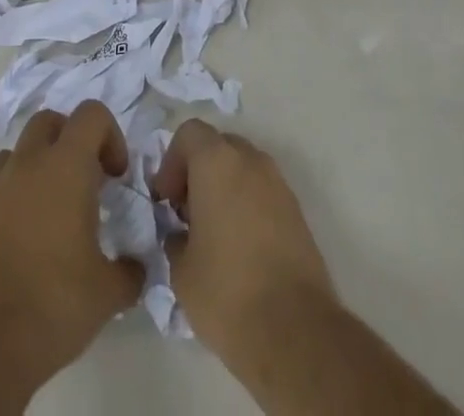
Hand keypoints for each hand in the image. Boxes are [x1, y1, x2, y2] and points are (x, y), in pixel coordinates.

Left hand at [0, 101, 144, 392]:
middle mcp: (29, 163)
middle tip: (87, 183)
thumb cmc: (52, 304)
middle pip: (51, 121)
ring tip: (54, 209)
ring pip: (21, 150)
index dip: (111, 136)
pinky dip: (17, 194)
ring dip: (41, 164)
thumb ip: (130, 271)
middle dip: (72, 140)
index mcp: (66, 165)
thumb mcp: (107, 293)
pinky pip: (0, 185)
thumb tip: (136, 268)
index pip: (91, 114)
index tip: (116, 177)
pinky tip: (27, 237)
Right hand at [149, 119, 336, 359]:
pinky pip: (263, 192)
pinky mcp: (297, 211)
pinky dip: (247, 205)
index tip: (166, 201)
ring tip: (213, 233)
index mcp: (217, 162)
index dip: (171, 162)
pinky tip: (240, 248)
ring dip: (224, 188)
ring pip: (243, 169)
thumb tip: (182, 234)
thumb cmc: (227, 292)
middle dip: (198, 172)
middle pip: (218, 146)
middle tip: (186, 214)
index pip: (189, 133)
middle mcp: (250, 160)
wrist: (295, 331)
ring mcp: (278, 184)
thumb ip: (176, 238)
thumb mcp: (181, 271)